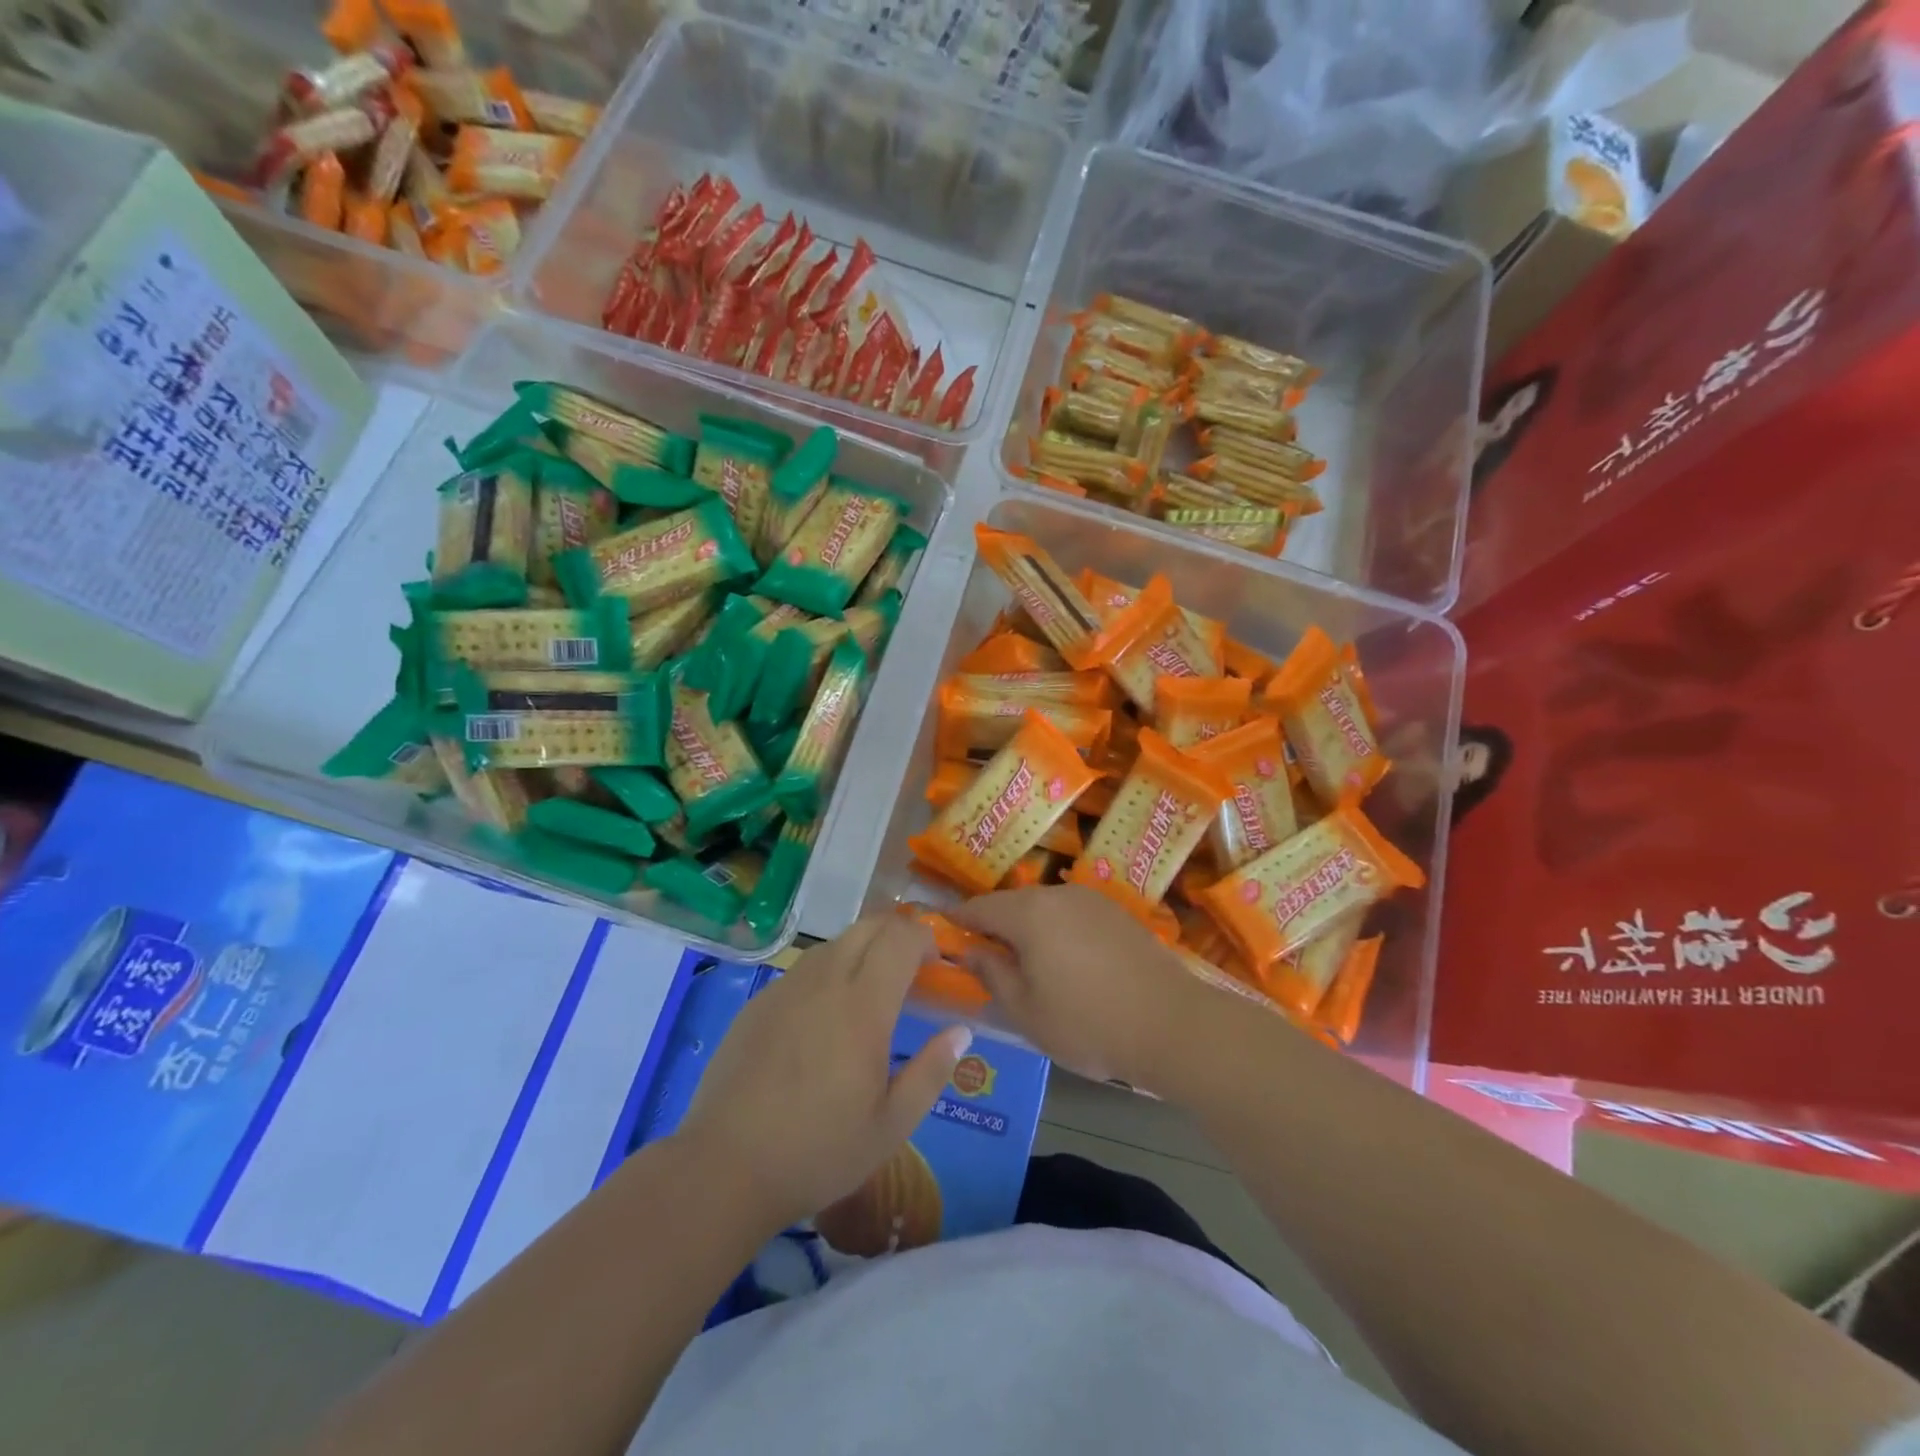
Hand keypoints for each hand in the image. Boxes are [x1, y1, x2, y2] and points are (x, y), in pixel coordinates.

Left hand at [677, 914, 972, 1233]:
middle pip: (868, 926)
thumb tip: (960, 1031)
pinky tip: (824, 1018)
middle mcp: (825, 982)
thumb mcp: (891, 1126)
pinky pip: (804, 968)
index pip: (901, 937)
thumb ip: (931, 1072)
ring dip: (862, 951)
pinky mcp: (758, 1002)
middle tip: (910, 971)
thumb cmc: (818, 1152)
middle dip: (897, 934)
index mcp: (863, 1006)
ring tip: (870, 993)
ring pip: (834, 943)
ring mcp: (786, 988)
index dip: (925, 939)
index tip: (935, 966)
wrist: (724, 1168)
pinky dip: (828, 972)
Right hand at [951, 885, 1212, 1088]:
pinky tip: (1069, 966)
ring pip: (1044, 909)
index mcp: (1029, 913)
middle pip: (1012, 904)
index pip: (978, 908)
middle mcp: (1058, 894)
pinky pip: (1073, 916)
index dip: (957, 923)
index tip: (942, 939)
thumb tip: (970, 951)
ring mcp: (1092, 900)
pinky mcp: (1118, 914)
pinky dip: (1059, 933)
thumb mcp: (1026, 1011)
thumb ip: (992, 974)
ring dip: (1028, 930)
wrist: (1173, 1024)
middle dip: (994, 928)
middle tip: (986, 963)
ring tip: (1028, 968)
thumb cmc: (1088, 1023)